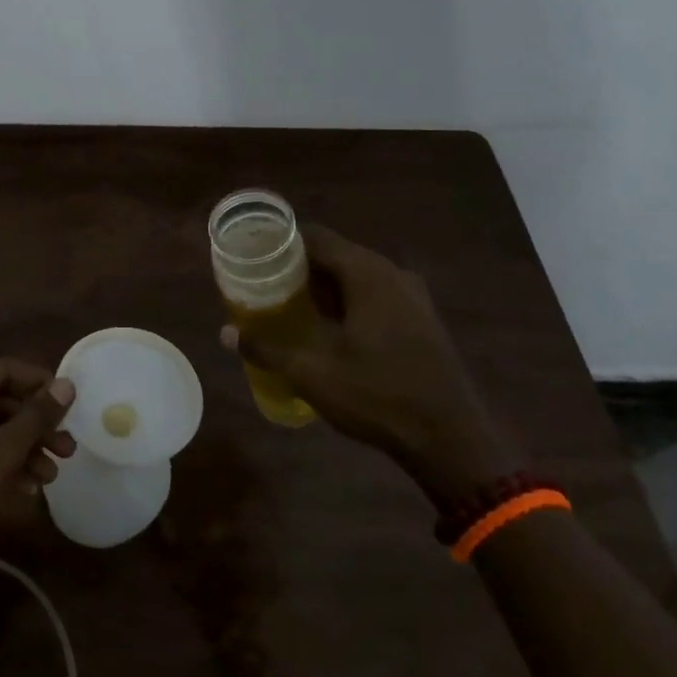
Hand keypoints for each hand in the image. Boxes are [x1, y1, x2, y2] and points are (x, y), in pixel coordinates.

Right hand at [222, 224, 524, 506]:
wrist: (450, 440)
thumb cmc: (377, 396)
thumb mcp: (311, 373)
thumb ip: (266, 348)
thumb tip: (226, 333)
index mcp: (367, 274)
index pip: (316, 237)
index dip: (281, 242)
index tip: (253, 256)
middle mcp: (393, 274)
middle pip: (336, 254)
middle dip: (299, 267)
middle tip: (263, 284)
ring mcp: (413, 297)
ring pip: (357, 276)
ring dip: (324, 287)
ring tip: (289, 306)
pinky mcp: (422, 320)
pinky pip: (376, 295)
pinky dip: (348, 302)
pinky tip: (329, 329)